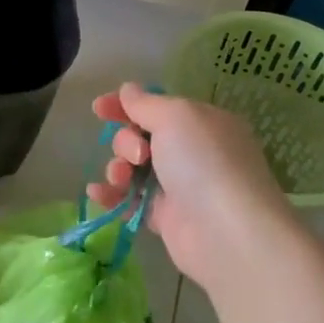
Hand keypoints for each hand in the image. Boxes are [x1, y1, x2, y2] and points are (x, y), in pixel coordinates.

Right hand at [87, 83, 294, 292]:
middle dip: (126, 141)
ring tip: (121, 179)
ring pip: (133, 168)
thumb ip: (145, 103)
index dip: (126, 105)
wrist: (227, 232)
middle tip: (138, 155)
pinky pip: (131, 200)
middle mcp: (191, 152)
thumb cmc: (204, 162)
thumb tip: (128, 90)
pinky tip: (96, 193)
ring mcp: (178, 186)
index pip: (157, 106)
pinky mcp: (165, 217)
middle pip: (141, 136)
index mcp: (201, 122)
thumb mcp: (176, 116)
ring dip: (117, 167)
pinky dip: (112, 195)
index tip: (99, 108)